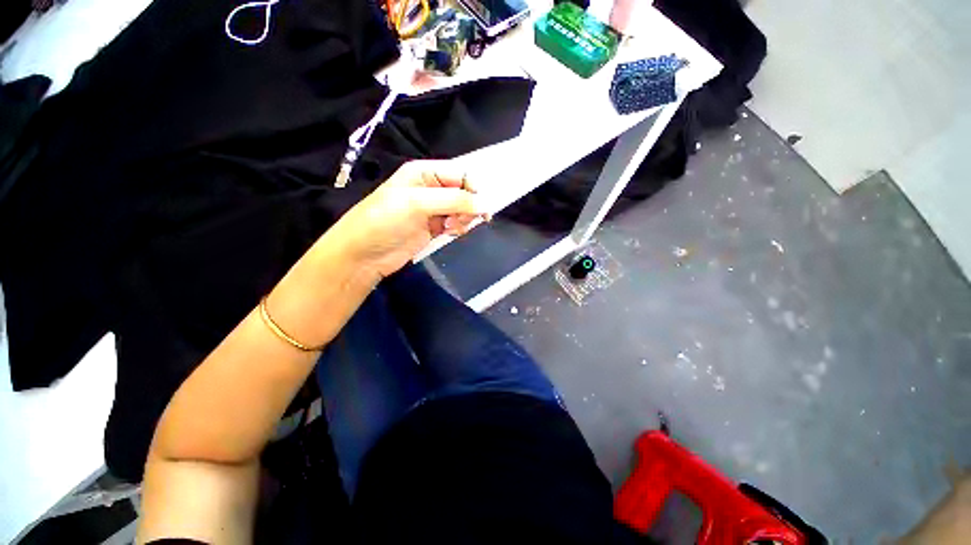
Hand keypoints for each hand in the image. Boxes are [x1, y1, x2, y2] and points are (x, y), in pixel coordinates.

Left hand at [330, 160, 486, 277]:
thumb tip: (485, 204)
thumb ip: (453, 200)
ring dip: (464, 218)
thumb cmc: (385, 221)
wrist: (364, 255)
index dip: (473, 188)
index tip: (478, 206)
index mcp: (424, 172)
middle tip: (462, 220)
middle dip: (468, 206)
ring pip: (462, 209)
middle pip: (464, 192)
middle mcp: (430, 188)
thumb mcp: (417, 203)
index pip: (460, 173)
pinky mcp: (434, 228)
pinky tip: (450, 233)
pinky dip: (458, 228)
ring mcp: (433, 210)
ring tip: (452, 228)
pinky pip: (456, 223)